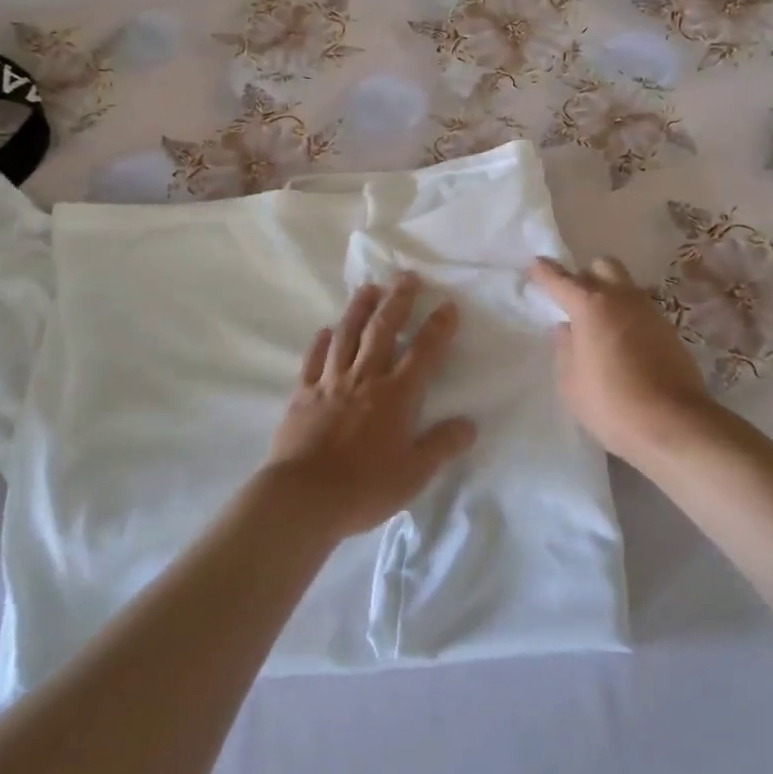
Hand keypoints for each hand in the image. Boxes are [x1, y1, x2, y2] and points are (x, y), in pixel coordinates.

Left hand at [263, 273, 476, 539]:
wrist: (303, 497)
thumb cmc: (364, 487)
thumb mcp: (414, 473)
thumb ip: (442, 445)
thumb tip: (469, 424)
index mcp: (396, 396)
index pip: (423, 353)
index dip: (437, 328)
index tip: (447, 304)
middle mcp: (365, 379)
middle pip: (383, 330)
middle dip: (397, 301)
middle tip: (406, 276)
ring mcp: (330, 383)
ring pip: (347, 335)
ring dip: (359, 309)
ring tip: (369, 288)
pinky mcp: (303, 394)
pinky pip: (314, 360)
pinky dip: (321, 342)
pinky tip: (326, 330)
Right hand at [528, 256, 718, 464]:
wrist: (673, 424)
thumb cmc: (611, 404)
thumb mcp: (571, 382)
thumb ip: (565, 349)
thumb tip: (567, 330)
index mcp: (590, 306)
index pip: (560, 279)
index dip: (544, 272)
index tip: (535, 265)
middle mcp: (621, 298)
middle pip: (602, 266)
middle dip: (586, 276)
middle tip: (575, 301)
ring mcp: (650, 311)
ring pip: (625, 287)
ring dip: (610, 296)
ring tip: (599, 326)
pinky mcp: (669, 329)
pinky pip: (641, 310)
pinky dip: (628, 317)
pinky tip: (622, 344)